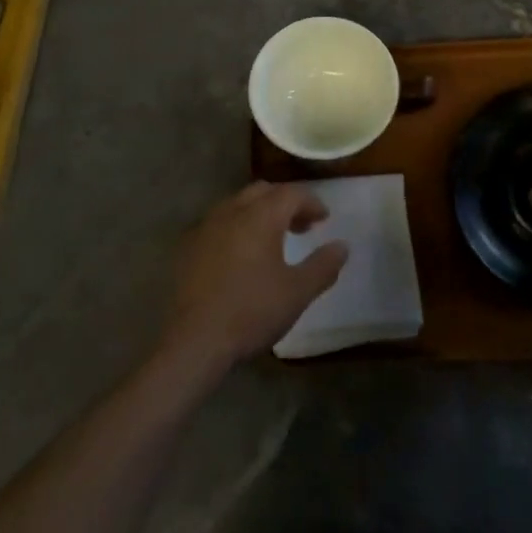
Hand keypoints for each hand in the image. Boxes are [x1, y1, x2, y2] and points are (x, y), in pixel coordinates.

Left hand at [158, 182, 348, 374]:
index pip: (291, 193)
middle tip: (301, 226)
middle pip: (263, 191)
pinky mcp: (189, 245)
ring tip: (272, 240)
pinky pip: (219, 223)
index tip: (324, 219)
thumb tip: (342, 246)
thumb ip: (323, 266)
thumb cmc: (252, 312)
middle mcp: (232, 210)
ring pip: (238, 204)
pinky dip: (237, 227)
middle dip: (285, 202)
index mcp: (261, 216)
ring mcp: (206, 226)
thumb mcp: (297, 292)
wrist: (195, 340)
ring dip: (259, 213)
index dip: (311, 202)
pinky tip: (240, 255)